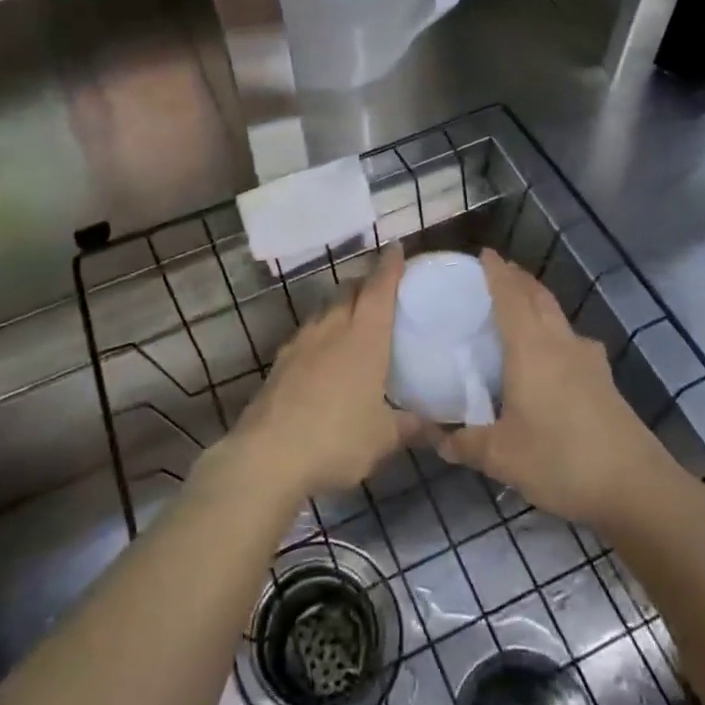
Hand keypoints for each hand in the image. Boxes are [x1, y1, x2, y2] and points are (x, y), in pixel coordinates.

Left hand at [225, 247, 425, 502]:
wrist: (267, 456)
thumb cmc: (336, 440)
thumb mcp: (382, 439)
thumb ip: (410, 427)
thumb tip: (437, 429)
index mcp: (363, 338)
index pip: (379, 290)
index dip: (390, 267)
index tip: (397, 248)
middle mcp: (331, 329)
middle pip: (349, 291)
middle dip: (366, 283)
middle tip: (381, 289)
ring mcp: (301, 343)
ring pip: (325, 309)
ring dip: (341, 304)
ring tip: (354, 317)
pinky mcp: (280, 362)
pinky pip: (307, 332)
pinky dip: (322, 330)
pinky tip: (324, 352)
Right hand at [438, 250, 671, 527]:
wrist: (635, 487)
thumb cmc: (560, 460)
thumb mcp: (502, 457)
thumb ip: (465, 444)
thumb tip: (436, 439)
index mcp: (531, 349)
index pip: (510, 297)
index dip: (497, 273)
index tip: (483, 254)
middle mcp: (560, 344)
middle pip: (538, 298)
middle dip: (518, 279)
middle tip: (497, 272)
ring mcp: (588, 360)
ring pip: (558, 316)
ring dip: (539, 301)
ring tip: (521, 305)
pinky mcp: (604, 380)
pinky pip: (572, 340)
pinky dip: (555, 331)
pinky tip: (554, 353)